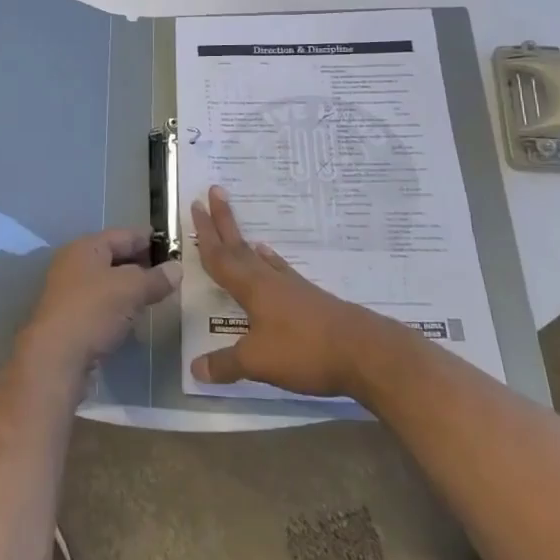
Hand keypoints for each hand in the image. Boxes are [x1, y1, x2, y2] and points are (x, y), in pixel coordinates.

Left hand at [20, 228, 179, 380]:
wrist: (55, 357)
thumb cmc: (93, 310)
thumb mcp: (130, 289)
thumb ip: (155, 278)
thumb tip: (177, 268)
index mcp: (86, 247)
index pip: (123, 234)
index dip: (149, 239)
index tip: (173, 245)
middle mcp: (74, 264)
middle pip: (114, 257)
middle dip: (141, 264)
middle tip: (169, 272)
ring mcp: (70, 292)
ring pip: (108, 283)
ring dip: (130, 288)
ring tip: (156, 295)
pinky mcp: (71, 319)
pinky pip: (101, 305)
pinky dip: (119, 307)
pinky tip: (134, 318)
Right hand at [189, 186, 377, 396]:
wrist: (365, 352)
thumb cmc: (306, 351)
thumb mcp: (258, 362)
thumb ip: (226, 364)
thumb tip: (194, 368)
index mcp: (251, 287)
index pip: (220, 256)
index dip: (205, 233)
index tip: (195, 205)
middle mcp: (269, 280)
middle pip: (239, 246)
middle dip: (223, 221)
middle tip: (214, 191)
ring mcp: (292, 287)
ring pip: (260, 258)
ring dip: (244, 242)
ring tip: (237, 231)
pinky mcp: (311, 300)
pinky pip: (280, 272)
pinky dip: (270, 262)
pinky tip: (272, 263)